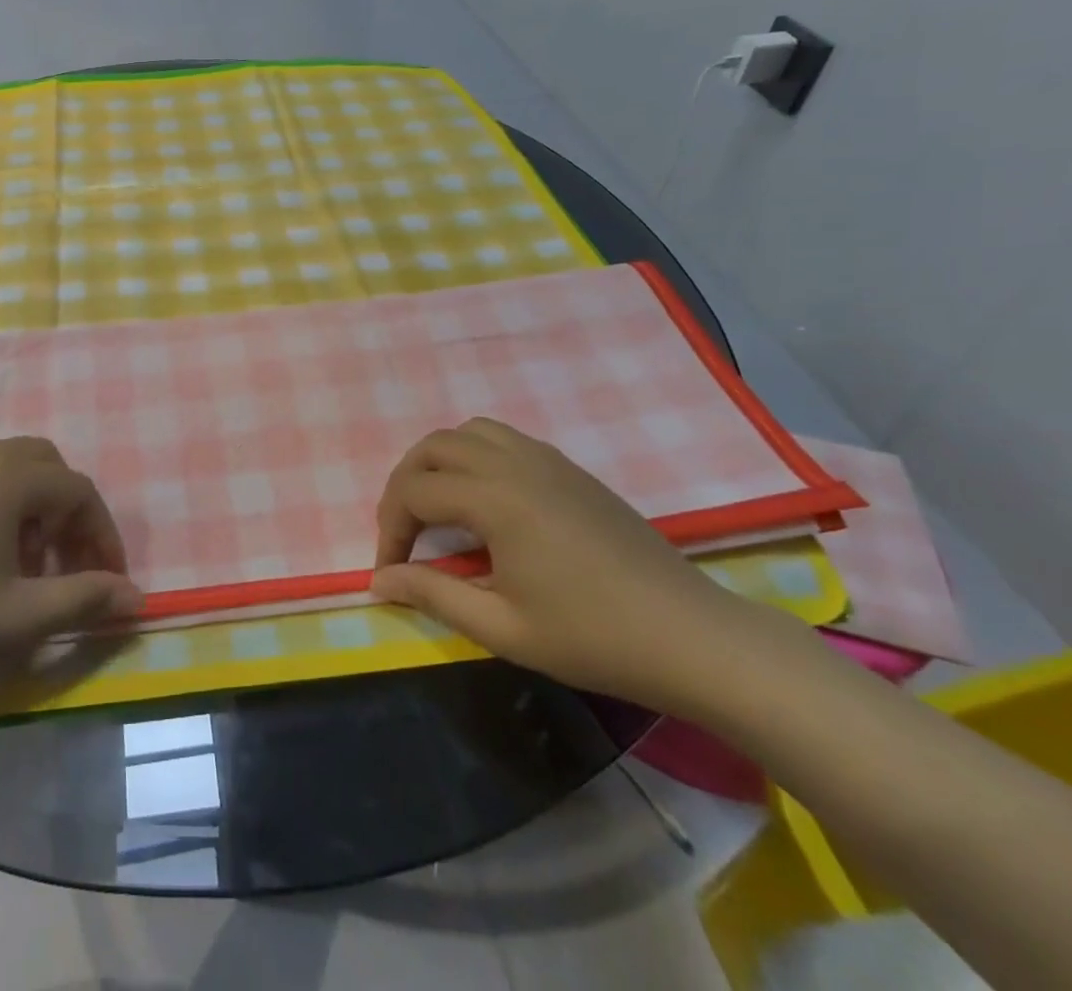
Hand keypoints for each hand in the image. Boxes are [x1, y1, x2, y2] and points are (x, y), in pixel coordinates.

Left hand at [0, 432, 142, 707]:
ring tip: (19, 554)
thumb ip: (85, 599)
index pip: (80, 492)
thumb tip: (136, 596)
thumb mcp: (19, 618)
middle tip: (67, 567)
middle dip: (68, 515)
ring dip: (28, 500)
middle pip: (47, 468)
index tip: (108, 582)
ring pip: (5, 462)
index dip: (102, 536)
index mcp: (11, 478)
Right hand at [371, 417, 755, 715]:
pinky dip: (474, 456)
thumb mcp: (503, 628)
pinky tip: (484, 501)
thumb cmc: (594, 638)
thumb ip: (433, 594)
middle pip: (433, 447)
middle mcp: (514, 463)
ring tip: (436, 507)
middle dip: (404, 485)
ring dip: (438, 462)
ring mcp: (545, 459)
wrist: (691, 637)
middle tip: (404, 533)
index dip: (390, 529)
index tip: (392, 570)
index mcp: (496, 498)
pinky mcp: (568, 467)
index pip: (414, 492)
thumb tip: (380, 580)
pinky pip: (503, 439)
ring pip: (468, 432)